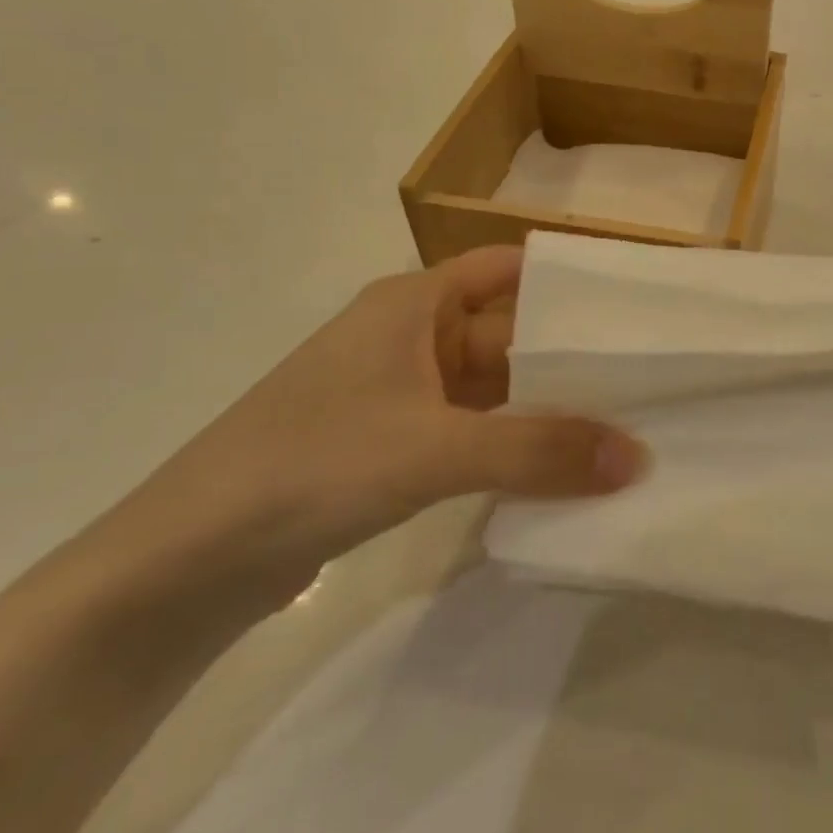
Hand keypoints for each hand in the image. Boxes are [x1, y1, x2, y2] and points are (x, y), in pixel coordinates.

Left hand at [136, 248, 645, 600]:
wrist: (183, 564)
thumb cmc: (310, 466)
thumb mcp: (433, 449)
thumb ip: (538, 450)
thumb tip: (637, 458)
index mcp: (414, 302)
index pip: (511, 268)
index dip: (568, 279)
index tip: (633, 303)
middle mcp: (411, 336)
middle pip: (510, 330)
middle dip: (571, 353)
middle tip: (649, 373)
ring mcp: (401, 393)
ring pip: (494, 385)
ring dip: (547, 403)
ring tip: (624, 420)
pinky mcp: (392, 445)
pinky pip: (473, 428)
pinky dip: (514, 441)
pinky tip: (562, 465)